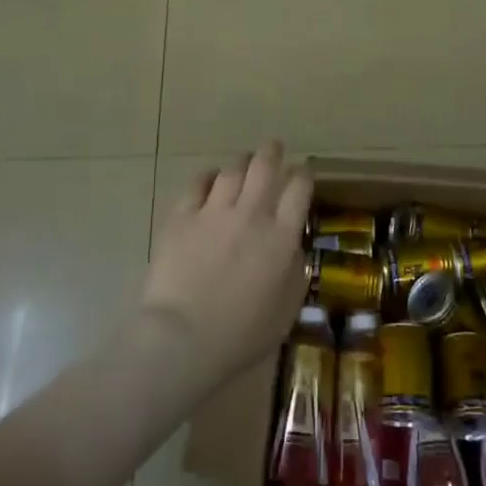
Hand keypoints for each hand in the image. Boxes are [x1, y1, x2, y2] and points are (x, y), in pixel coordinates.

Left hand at [139, 142, 312, 392]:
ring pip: (232, 170)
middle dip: (272, 152)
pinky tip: (209, 178)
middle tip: (274, 148)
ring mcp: (214, 212)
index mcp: (281, 237)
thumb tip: (293, 248)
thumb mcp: (286, 311)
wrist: (183, 338)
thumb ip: (295, 273)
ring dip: (241, 162)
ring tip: (244, 161)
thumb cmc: (241, 335)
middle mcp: (251, 214)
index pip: (299, 189)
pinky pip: (197, 184)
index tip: (303, 172)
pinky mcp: (182, 217)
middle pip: (265, 167)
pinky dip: (207, 177)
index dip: (304, 175)